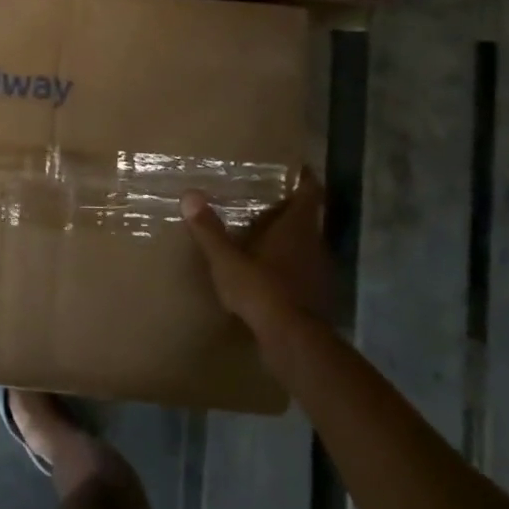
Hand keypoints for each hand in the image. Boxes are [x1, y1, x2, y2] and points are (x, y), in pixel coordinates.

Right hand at [182, 173, 334, 337]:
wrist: (292, 340)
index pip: (310, 193)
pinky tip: (270, 271)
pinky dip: (289, 264)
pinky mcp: (315, 295)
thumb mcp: (227, 259)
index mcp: (297, 228)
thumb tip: (189, 194)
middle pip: (308, 218)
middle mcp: (314, 243)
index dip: (305, 178)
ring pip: (307, 244)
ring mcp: (318, 271)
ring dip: (291, 238)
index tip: (296, 168)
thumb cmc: (261, 289)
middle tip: (268, 199)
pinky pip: (303, 269)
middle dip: (291, 208)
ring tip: (265, 234)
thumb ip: (209, 230)